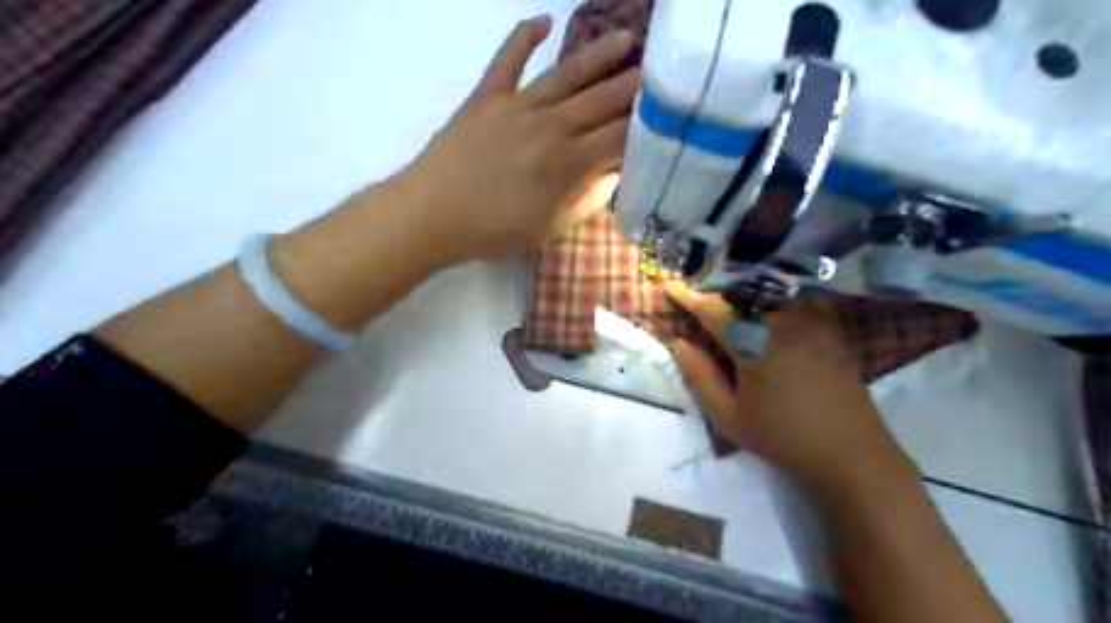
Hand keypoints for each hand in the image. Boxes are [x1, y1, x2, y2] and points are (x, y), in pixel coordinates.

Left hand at [401, 16, 642, 263]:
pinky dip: (524, 36)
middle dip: (634, 85)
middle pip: (601, 99)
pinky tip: (544, 21)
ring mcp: (516, 106)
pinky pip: (508, 58)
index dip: (644, 127)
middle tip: (661, 69)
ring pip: (566, 73)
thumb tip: (614, 175)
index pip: (618, 137)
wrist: (431, 215)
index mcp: (567, 163)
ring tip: (625, 37)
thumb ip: (588, 201)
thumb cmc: (494, 231)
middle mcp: (549, 126)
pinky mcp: (486, 96)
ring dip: (598, 54)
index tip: (662, 118)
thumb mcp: (550, 228)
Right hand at [663, 283, 914, 490]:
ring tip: (723, 290)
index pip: (714, 308)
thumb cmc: (782, 437)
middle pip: (741, 290)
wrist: (850, 453)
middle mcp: (785, 320)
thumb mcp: (728, 416)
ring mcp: (812, 320)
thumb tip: (679, 343)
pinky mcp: (828, 326)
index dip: (690, 296)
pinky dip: (773, 291)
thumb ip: (699, 376)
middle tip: (694, 287)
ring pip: (769, 287)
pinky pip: (795, 294)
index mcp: (756, 342)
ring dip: (742, 286)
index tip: (670, 286)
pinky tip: (764, 300)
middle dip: (714, 286)